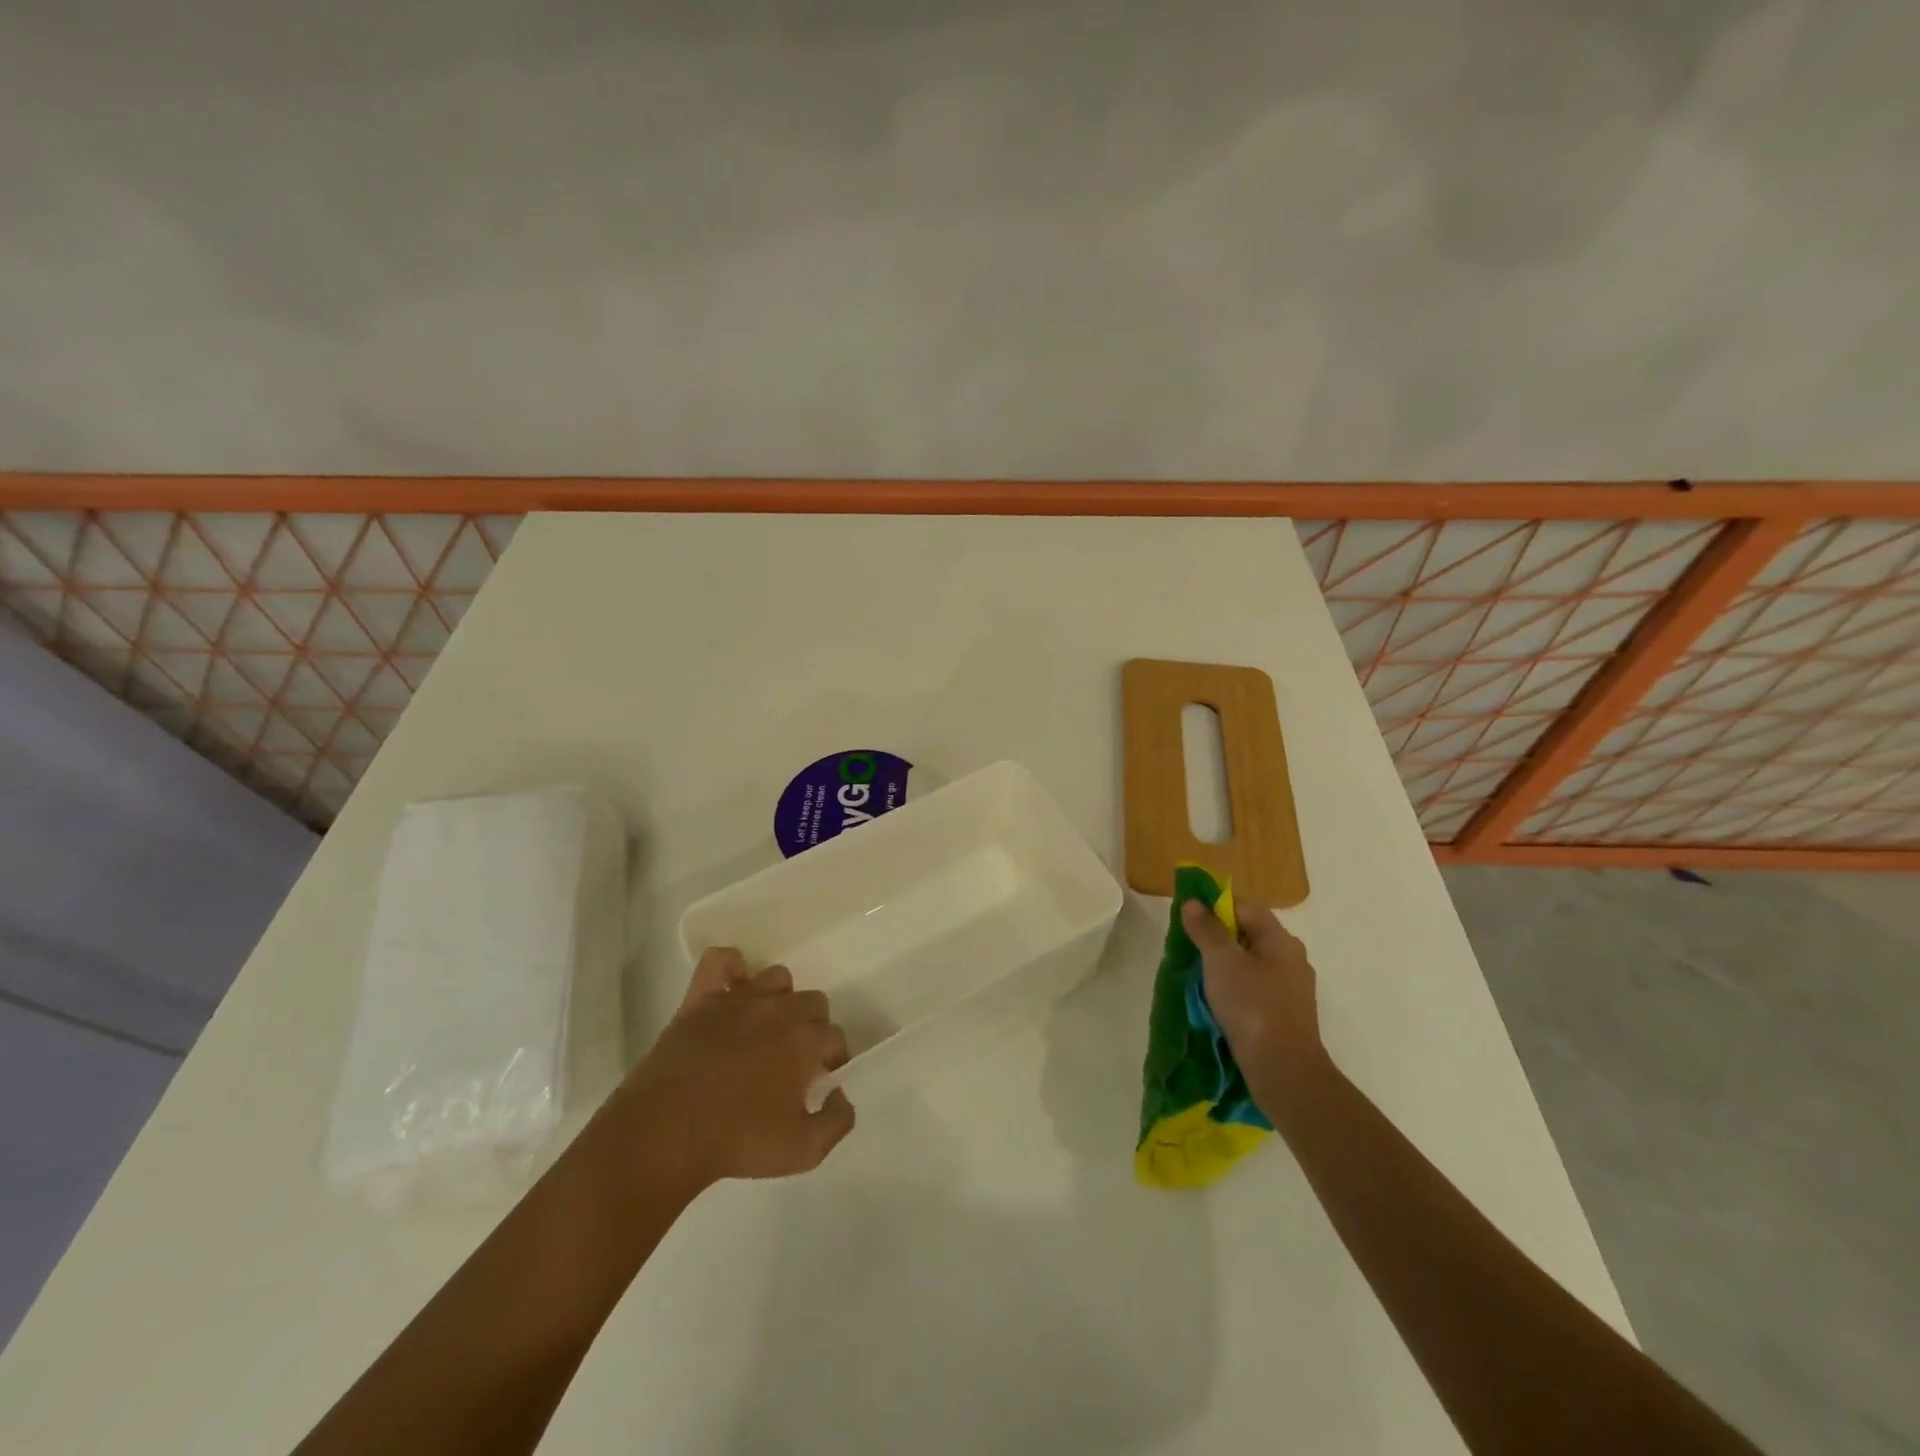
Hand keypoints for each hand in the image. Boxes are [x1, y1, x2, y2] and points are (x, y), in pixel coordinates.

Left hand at [613, 948, 855, 1193]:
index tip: (820, 1078)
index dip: (832, 1058)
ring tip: (765, 1028)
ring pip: (777, 977)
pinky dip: (731, 967)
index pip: (835, 1037)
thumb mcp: (803, 1151)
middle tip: (792, 1058)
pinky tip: (731, 989)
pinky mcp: (702, 998)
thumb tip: (841, 1094)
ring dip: (779, 999)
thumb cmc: (737, 1142)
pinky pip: (721, 960)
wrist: (665, 1133)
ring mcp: (739, 999)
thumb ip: (837, 1122)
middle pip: (813, 1001)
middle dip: (810, 1026)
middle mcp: (779, 1010)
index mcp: (805, 1041)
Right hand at [1181, 898, 1328, 1109]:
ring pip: (1253, 964)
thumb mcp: (1221, 962)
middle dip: (1219, 938)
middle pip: (1250, 935)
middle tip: (1191, 949)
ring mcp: (1293, 989)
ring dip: (1227, 966)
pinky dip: (1237, 989)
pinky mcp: (1287, 1015)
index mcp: (1281, 940)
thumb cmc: (1252, 1006)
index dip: (1217, 907)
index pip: (1246, 908)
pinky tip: (1220, 1002)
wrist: (1284, 1070)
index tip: (1190, 920)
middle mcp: (1292, 959)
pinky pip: (1257, 989)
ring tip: (1200, 978)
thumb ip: (1207, 930)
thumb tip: (1193, 903)